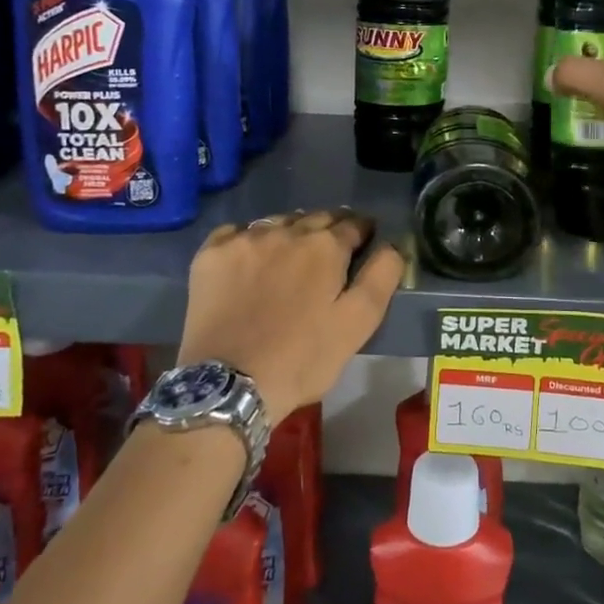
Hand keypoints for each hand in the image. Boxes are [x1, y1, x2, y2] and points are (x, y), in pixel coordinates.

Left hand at [179, 210, 405, 422]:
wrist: (228, 385)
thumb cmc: (301, 358)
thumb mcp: (357, 325)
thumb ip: (381, 278)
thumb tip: (392, 245)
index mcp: (325, 246)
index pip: (353, 224)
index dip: (363, 232)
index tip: (364, 243)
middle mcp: (286, 231)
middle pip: (316, 218)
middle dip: (329, 229)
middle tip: (329, 253)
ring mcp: (244, 239)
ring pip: (277, 222)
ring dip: (291, 232)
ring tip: (291, 256)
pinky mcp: (211, 254)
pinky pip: (237, 231)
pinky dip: (249, 238)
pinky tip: (250, 259)